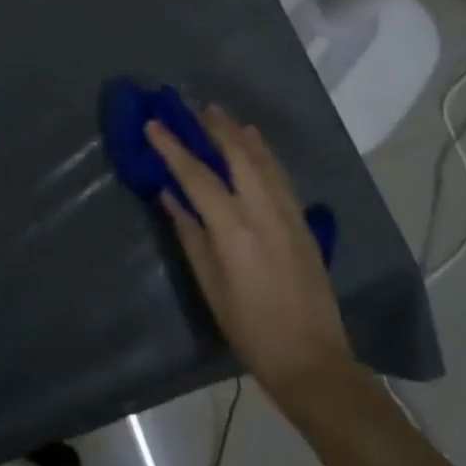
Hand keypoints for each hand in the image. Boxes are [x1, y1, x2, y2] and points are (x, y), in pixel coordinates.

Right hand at [147, 107, 355, 415]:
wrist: (311, 357)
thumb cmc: (248, 327)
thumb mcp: (209, 284)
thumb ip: (190, 233)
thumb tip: (170, 195)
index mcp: (232, 229)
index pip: (196, 176)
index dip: (172, 148)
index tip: (154, 124)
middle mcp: (261, 211)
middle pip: (236, 155)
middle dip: (213, 128)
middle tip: (194, 108)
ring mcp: (287, 213)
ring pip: (262, 159)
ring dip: (239, 133)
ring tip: (221, 115)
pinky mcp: (303, 221)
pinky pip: (279, 174)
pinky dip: (264, 152)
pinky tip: (255, 142)